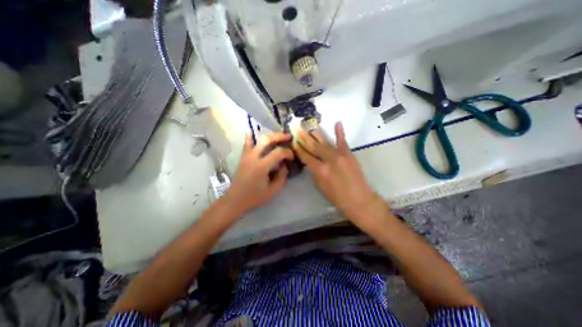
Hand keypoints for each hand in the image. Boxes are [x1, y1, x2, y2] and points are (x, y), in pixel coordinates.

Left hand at [224, 133, 295, 213]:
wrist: (235, 200)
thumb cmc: (254, 197)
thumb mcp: (273, 191)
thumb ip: (282, 177)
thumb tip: (284, 165)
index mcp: (262, 166)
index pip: (278, 152)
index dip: (288, 152)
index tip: (292, 157)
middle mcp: (253, 157)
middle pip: (267, 140)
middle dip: (280, 136)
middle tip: (289, 137)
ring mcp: (247, 156)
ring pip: (258, 139)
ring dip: (270, 135)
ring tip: (279, 135)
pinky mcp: (243, 157)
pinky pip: (246, 144)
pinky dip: (249, 136)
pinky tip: (250, 129)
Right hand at [293, 123, 380, 217]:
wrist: (359, 200)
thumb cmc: (337, 198)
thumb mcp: (320, 187)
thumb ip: (314, 172)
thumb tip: (310, 162)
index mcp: (319, 171)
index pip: (306, 156)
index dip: (299, 149)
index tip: (294, 142)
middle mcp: (328, 160)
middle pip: (313, 147)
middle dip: (304, 138)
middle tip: (298, 129)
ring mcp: (339, 155)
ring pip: (325, 142)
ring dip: (316, 134)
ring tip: (310, 126)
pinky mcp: (349, 154)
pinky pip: (343, 141)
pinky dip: (340, 132)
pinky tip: (337, 123)